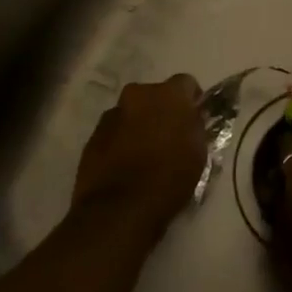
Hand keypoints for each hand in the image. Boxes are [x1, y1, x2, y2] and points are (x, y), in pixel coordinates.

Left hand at [71, 76, 206, 240]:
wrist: (119, 208)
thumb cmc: (169, 178)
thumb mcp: (198, 152)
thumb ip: (195, 127)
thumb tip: (190, 119)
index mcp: (169, 94)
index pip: (186, 83)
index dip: (191, 100)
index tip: (194, 119)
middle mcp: (138, 94)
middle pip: (154, 95)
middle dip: (161, 110)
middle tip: (169, 136)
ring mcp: (112, 114)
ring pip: (132, 112)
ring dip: (139, 125)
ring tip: (144, 154)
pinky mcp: (93, 135)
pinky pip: (114, 131)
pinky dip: (121, 141)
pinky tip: (125, 165)